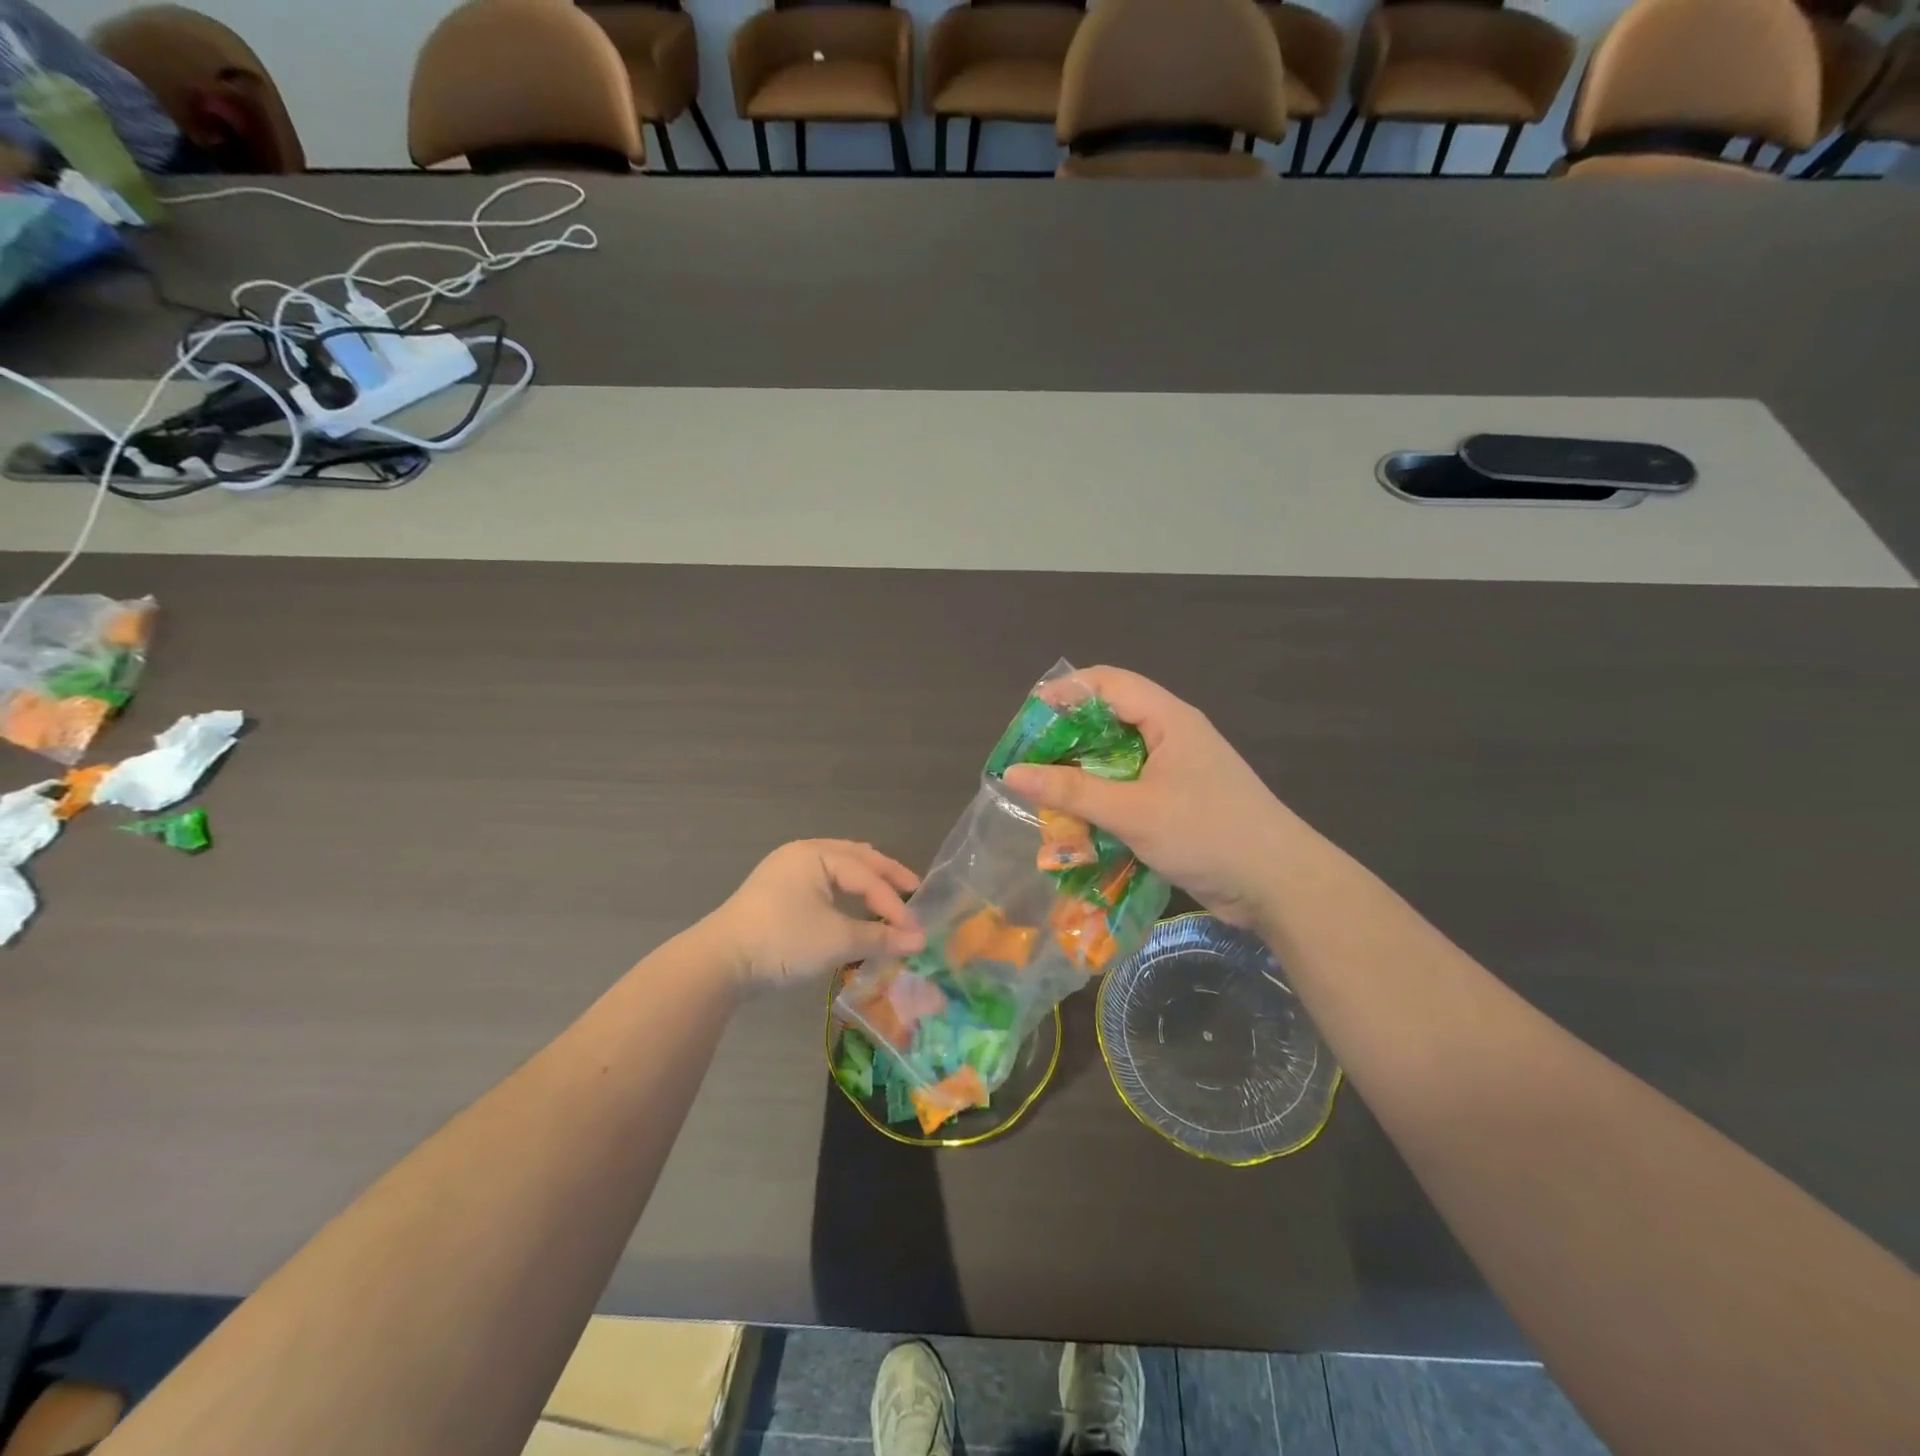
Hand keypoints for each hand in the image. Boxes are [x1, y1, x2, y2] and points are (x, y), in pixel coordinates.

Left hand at [705, 840, 925, 991]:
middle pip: (855, 858)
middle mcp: (801, 853)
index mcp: (816, 854)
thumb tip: (919, 942)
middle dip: (885, 875)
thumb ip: (879, 937)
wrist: (719, 963)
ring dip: (864, 879)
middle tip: (913, 889)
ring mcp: (785, 870)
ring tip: (888, 889)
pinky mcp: (776, 891)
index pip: (867, 876)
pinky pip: (821, 880)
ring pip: (837, 866)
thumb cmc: (782, 942)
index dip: (894, 903)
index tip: (915, 930)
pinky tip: (852, 902)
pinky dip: (844, 889)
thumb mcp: (835, 940)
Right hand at [1002, 668, 1300, 928]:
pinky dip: (1101, 800)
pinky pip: (1129, 789)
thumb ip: (1071, 791)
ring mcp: (1177, 771)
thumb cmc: (1207, 833)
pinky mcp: (1177, 802)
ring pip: (1116, 758)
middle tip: (1028, 762)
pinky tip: (1077, 822)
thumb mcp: (1132, 811)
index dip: (1064, 692)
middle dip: (1066, 738)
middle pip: (1109, 719)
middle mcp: (1172, 736)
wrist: (1279, 885)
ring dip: (1082, 774)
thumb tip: (1012, 772)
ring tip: (1044, 794)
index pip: (1108, 682)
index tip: (1026, 720)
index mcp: (1169, 719)